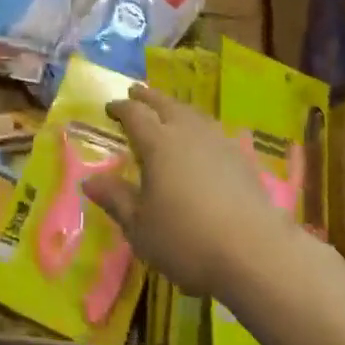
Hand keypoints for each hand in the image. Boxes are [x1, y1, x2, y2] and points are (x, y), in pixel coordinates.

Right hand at [88, 84, 296, 297]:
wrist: (255, 252)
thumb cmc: (186, 239)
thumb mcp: (139, 226)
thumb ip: (115, 199)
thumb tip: (89, 181)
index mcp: (158, 143)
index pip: (134, 114)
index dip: (120, 108)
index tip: (110, 107)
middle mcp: (188, 133)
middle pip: (165, 104)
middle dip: (148, 97)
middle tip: (136, 92)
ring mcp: (219, 143)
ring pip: (193, 114)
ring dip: (176, 108)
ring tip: (168, 110)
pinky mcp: (242, 159)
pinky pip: (213, 131)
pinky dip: (199, 127)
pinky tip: (201, 141)